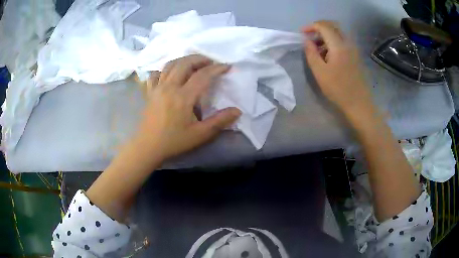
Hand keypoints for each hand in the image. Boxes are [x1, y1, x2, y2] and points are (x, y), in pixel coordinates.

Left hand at [135, 55, 240, 160]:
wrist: (148, 147)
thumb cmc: (174, 141)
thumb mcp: (200, 134)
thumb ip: (219, 121)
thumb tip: (237, 111)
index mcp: (183, 97)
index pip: (202, 76)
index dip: (216, 69)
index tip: (226, 67)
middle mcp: (169, 87)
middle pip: (185, 63)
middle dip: (200, 59)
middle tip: (210, 62)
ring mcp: (157, 88)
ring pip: (170, 65)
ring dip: (184, 60)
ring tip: (194, 64)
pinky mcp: (149, 92)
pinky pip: (155, 74)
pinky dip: (164, 70)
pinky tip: (170, 74)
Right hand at [302, 21, 374, 116]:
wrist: (358, 103)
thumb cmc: (338, 89)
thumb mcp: (319, 71)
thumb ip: (311, 53)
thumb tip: (306, 40)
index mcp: (338, 45)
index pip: (323, 26)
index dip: (311, 26)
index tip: (302, 33)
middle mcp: (348, 43)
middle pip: (333, 25)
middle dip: (319, 27)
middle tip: (310, 37)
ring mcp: (353, 49)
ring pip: (338, 33)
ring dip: (326, 35)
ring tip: (317, 47)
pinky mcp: (355, 55)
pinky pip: (343, 41)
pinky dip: (333, 41)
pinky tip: (328, 54)